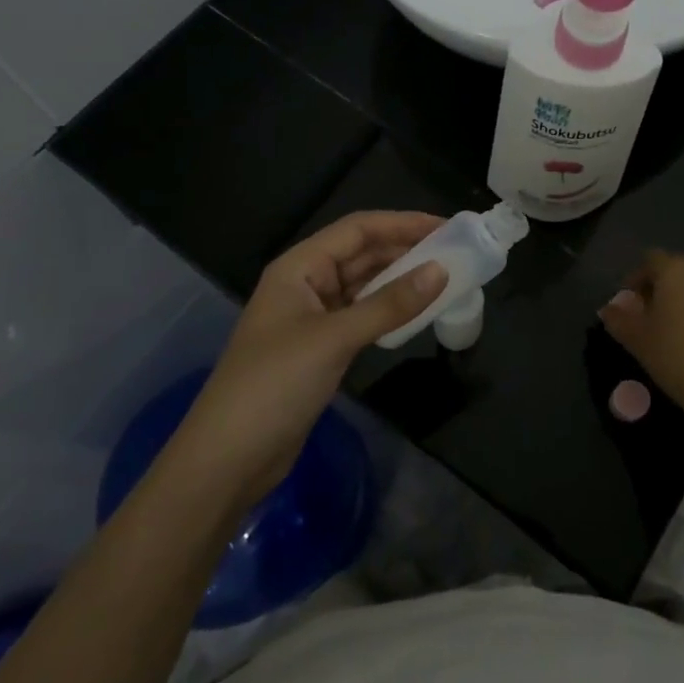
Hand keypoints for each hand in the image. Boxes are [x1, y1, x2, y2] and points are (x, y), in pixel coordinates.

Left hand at [174, 212, 445, 508]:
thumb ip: (389, 304)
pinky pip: (362, 315)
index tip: (447, 226)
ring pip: (364, 285)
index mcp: (299, 267)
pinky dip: (389, 310)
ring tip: (445, 276)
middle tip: (455, 251)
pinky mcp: (321, 348)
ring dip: (400, 279)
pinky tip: (417, 312)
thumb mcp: (334, 339)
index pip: (357, 229)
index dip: (401, 223)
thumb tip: (441, 272)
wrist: (228, 459)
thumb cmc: (274, 385)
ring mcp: (312, 317)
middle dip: (405, 249)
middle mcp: (306, 284)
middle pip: (361, 253)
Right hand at [599, 250, 683, 437]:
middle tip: (647, 316)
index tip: (628, 304)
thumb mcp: (637, 340)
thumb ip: (618, 320)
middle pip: (676, 270)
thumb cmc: (678, 357)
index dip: (635, 279)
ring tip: (672, 331)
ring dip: (682, 301)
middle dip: (659, 288)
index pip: (649, 260)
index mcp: (676, 270)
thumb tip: (608, 309)